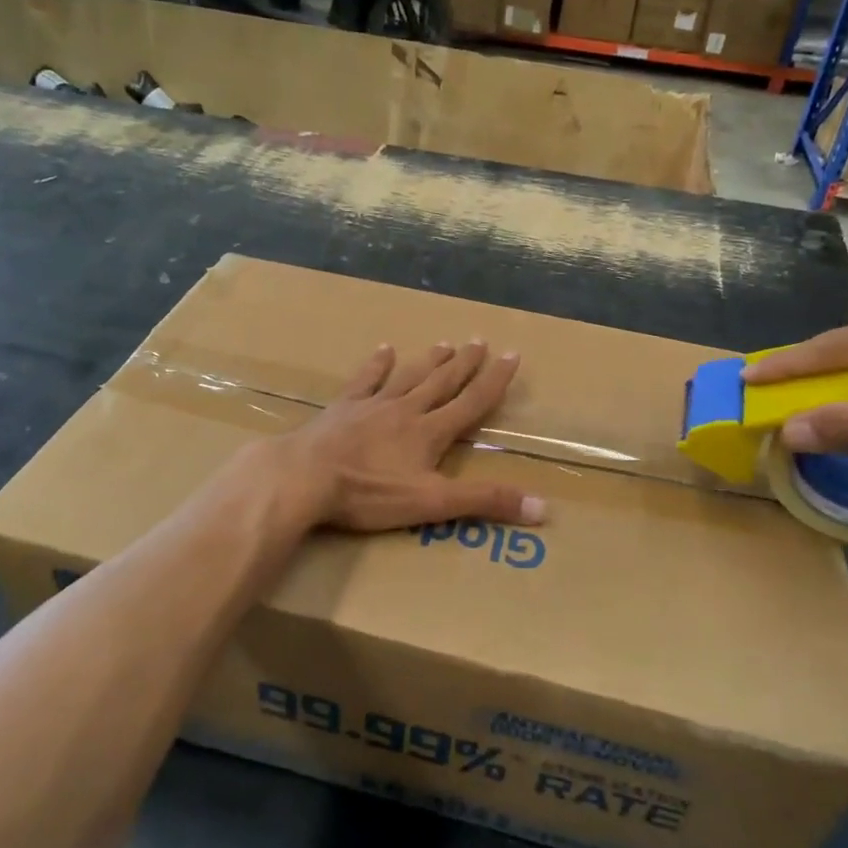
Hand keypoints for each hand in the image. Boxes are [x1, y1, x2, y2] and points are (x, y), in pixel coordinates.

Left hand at [267, 340, 545, 531]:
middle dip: (465, 363)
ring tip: (445, 343)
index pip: (472, 402)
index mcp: (430, 432)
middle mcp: (406, 410)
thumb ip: (484, 501)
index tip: (512, 355)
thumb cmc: (369, 493)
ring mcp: (372, 405)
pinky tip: (384, 349)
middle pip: (442, 382)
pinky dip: (377, 364)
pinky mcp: (343, 408)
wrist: (305, 476)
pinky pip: (365, 380)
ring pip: (409, 376)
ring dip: (429, 361)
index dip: (495, 380)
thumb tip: (542, 507)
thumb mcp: (433, 503)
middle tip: (480, 341)